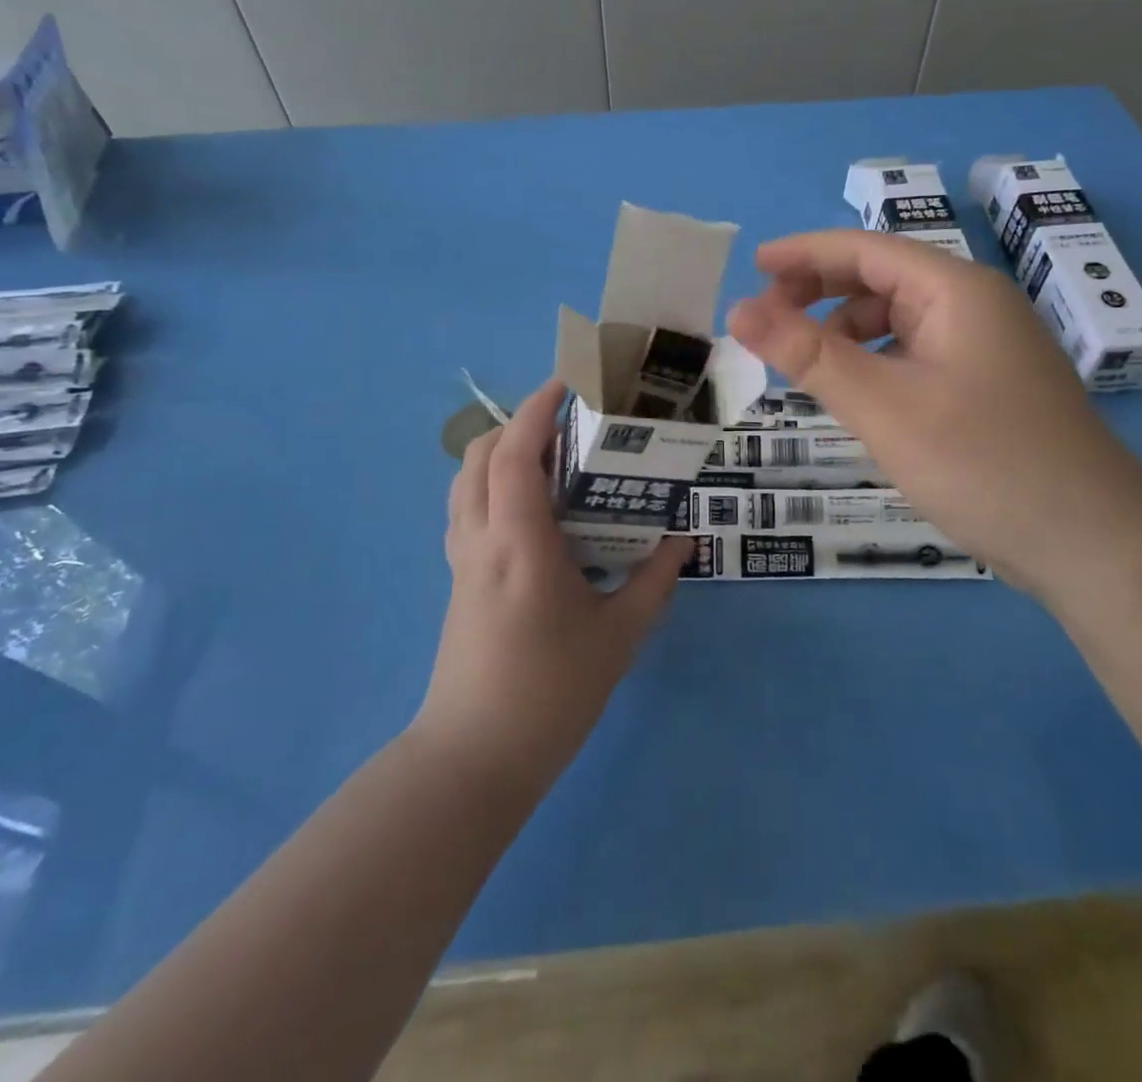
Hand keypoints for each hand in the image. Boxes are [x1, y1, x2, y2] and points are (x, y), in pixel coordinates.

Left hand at [420, 378, 689, 788]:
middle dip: (518, 424)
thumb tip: (684, 539)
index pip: (516, 453)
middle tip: (566, 424)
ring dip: (500, 454)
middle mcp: (481, 539)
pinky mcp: (458, 581)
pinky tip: (531, 511)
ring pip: (466, 482)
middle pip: (480, 456)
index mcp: (519, 542)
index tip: (566, 383)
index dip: (536, 409)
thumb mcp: (619, 634)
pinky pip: (467, 511)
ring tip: (549, 460)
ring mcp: (462, 560)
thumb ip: (655, 579)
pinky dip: (491, 486)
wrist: (475, 757)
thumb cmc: (552, 692)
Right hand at [725, 231, 1141, 599]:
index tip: (752, 267)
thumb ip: (808, 354)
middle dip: (821, 292)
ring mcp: (988, 349)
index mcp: (956, 291)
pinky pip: (917, 356)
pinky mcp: (989, 388)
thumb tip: (739, 310)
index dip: (804, 254)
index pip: (866, 250)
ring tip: (805, 366)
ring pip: (899, 322)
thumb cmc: (982, 462)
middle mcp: (975, 307)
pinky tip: (858, 396)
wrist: (1091, 543)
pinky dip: (876, 364)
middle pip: (883, 280)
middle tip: (767, 320)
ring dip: (847, 332)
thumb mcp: (882, 405)